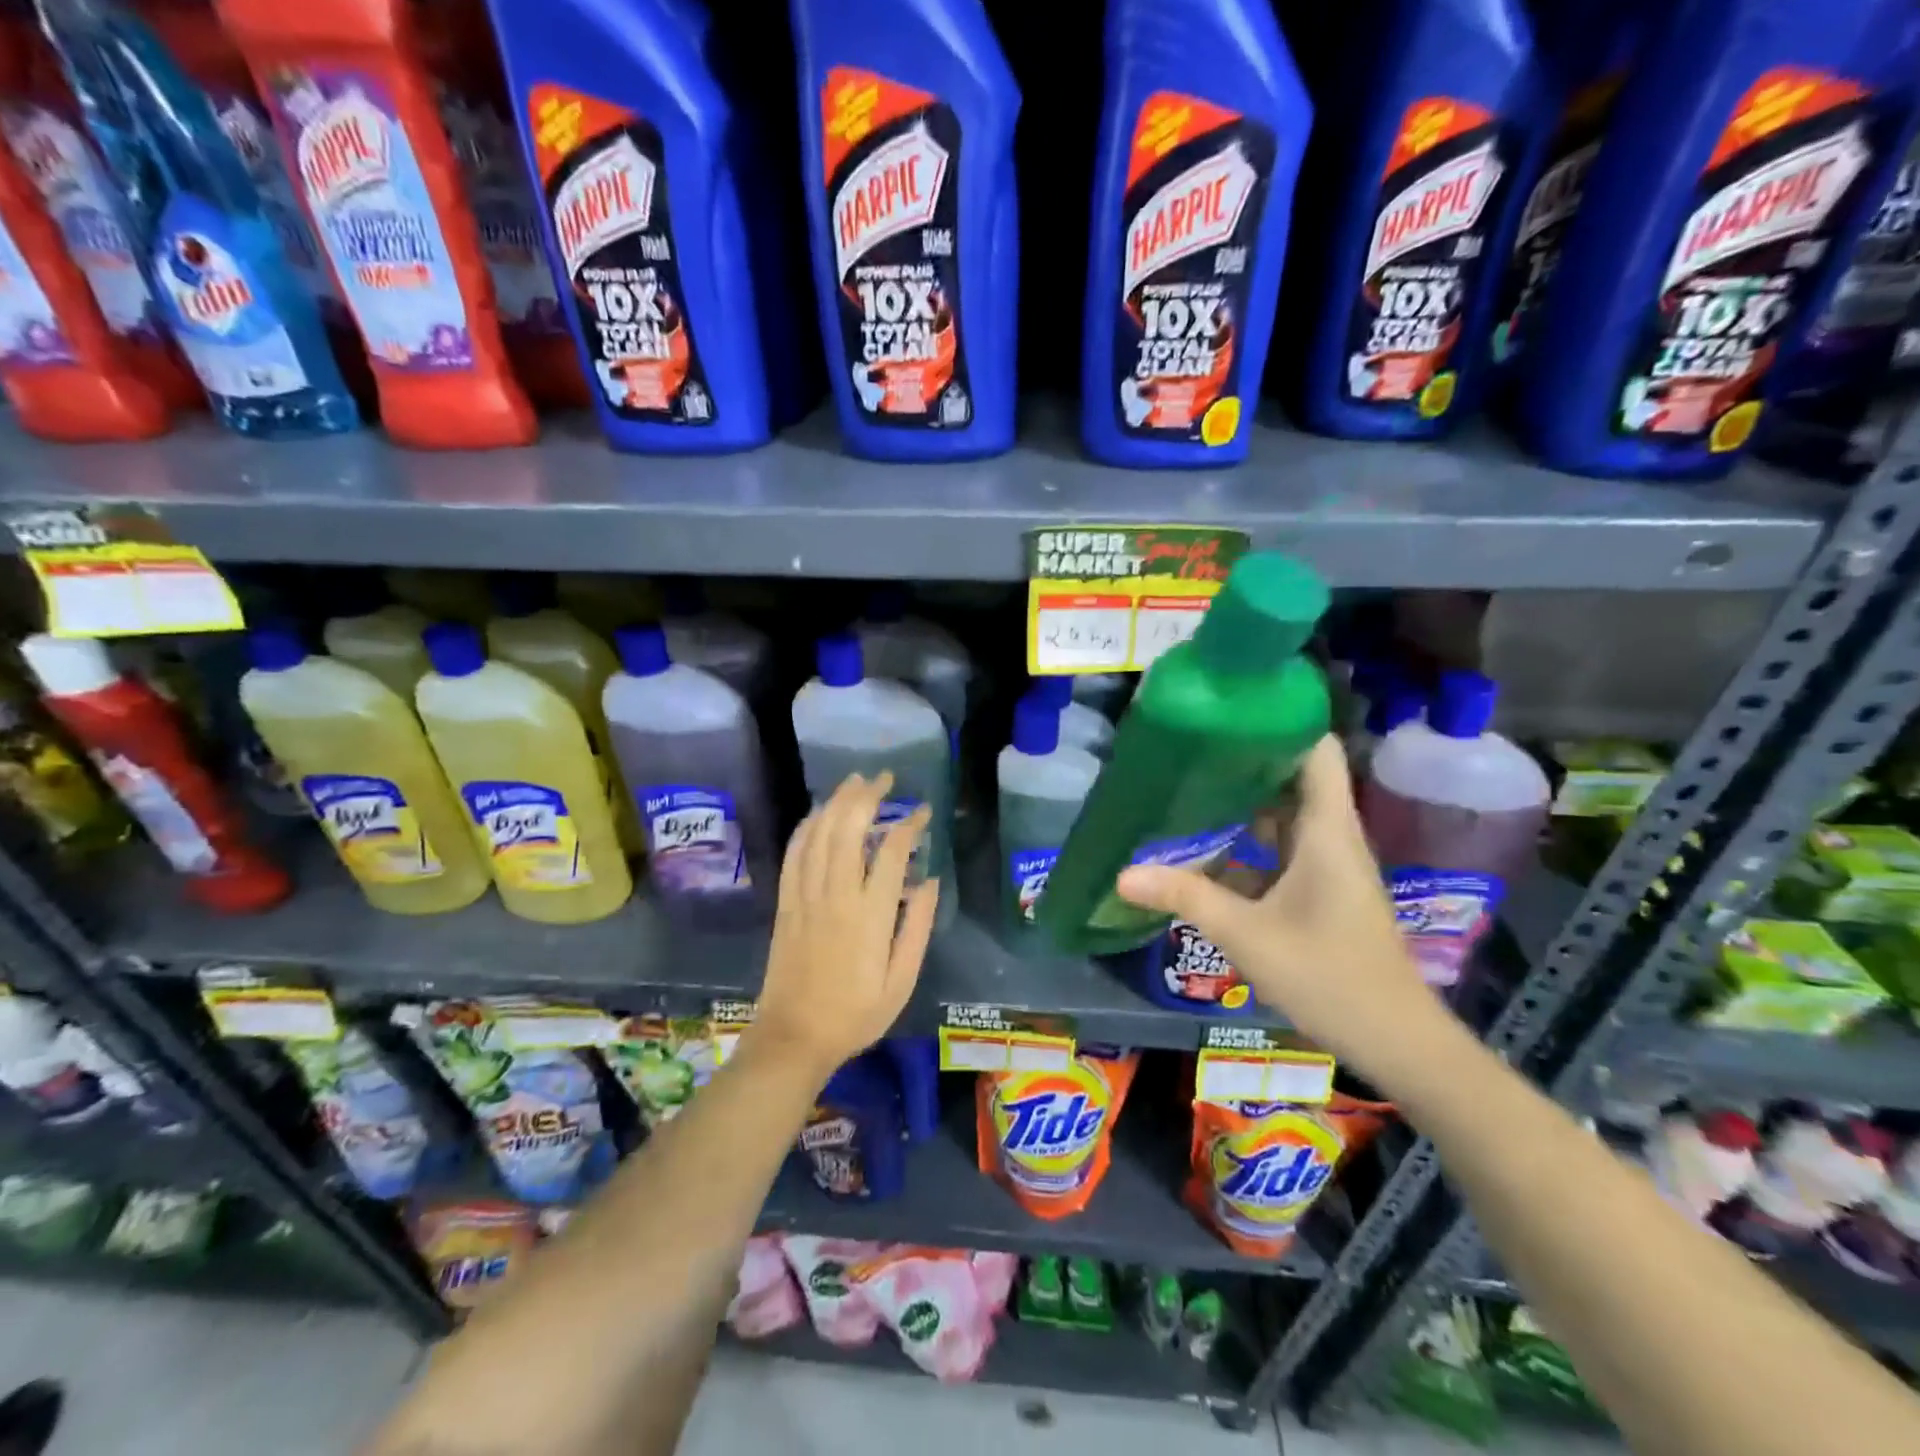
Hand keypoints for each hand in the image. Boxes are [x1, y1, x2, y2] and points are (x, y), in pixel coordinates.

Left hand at [751, 772, 938, 1079]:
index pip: (892, 850)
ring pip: (820, 833)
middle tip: (885, 778)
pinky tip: (818, 813)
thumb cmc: (856, 1013)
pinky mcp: (785, 902)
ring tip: (856, 781)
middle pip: (848, 828)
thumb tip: (929, 880)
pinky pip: (794, 853)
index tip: (923, 812)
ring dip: (837, 801)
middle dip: (868, 796)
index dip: (909, 824)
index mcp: (870, 913)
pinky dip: (807, 826)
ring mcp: (805, 895)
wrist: (794, 1036)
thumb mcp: (901, 980)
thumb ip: (917, 927)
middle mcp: (836, 894)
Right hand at [1115, 735, 1458, 1084]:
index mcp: (1326, 830)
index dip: (1281, 719)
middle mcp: (1331, 837)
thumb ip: (1186, 898)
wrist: (1397, 1042)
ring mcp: (1328, 865)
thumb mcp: (1247, 935)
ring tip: (1187, 786)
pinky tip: (1206, 850)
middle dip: (1244, 759)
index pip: (1316, 749)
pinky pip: (1281, 850)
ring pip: (1284, 816)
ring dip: (1242, 803)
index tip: (1230, 706)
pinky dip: (1247, 843)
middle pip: (1292, 777)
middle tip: (1189, 746)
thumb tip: (1124, 874)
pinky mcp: (1321, 891)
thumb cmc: (1330, 976)